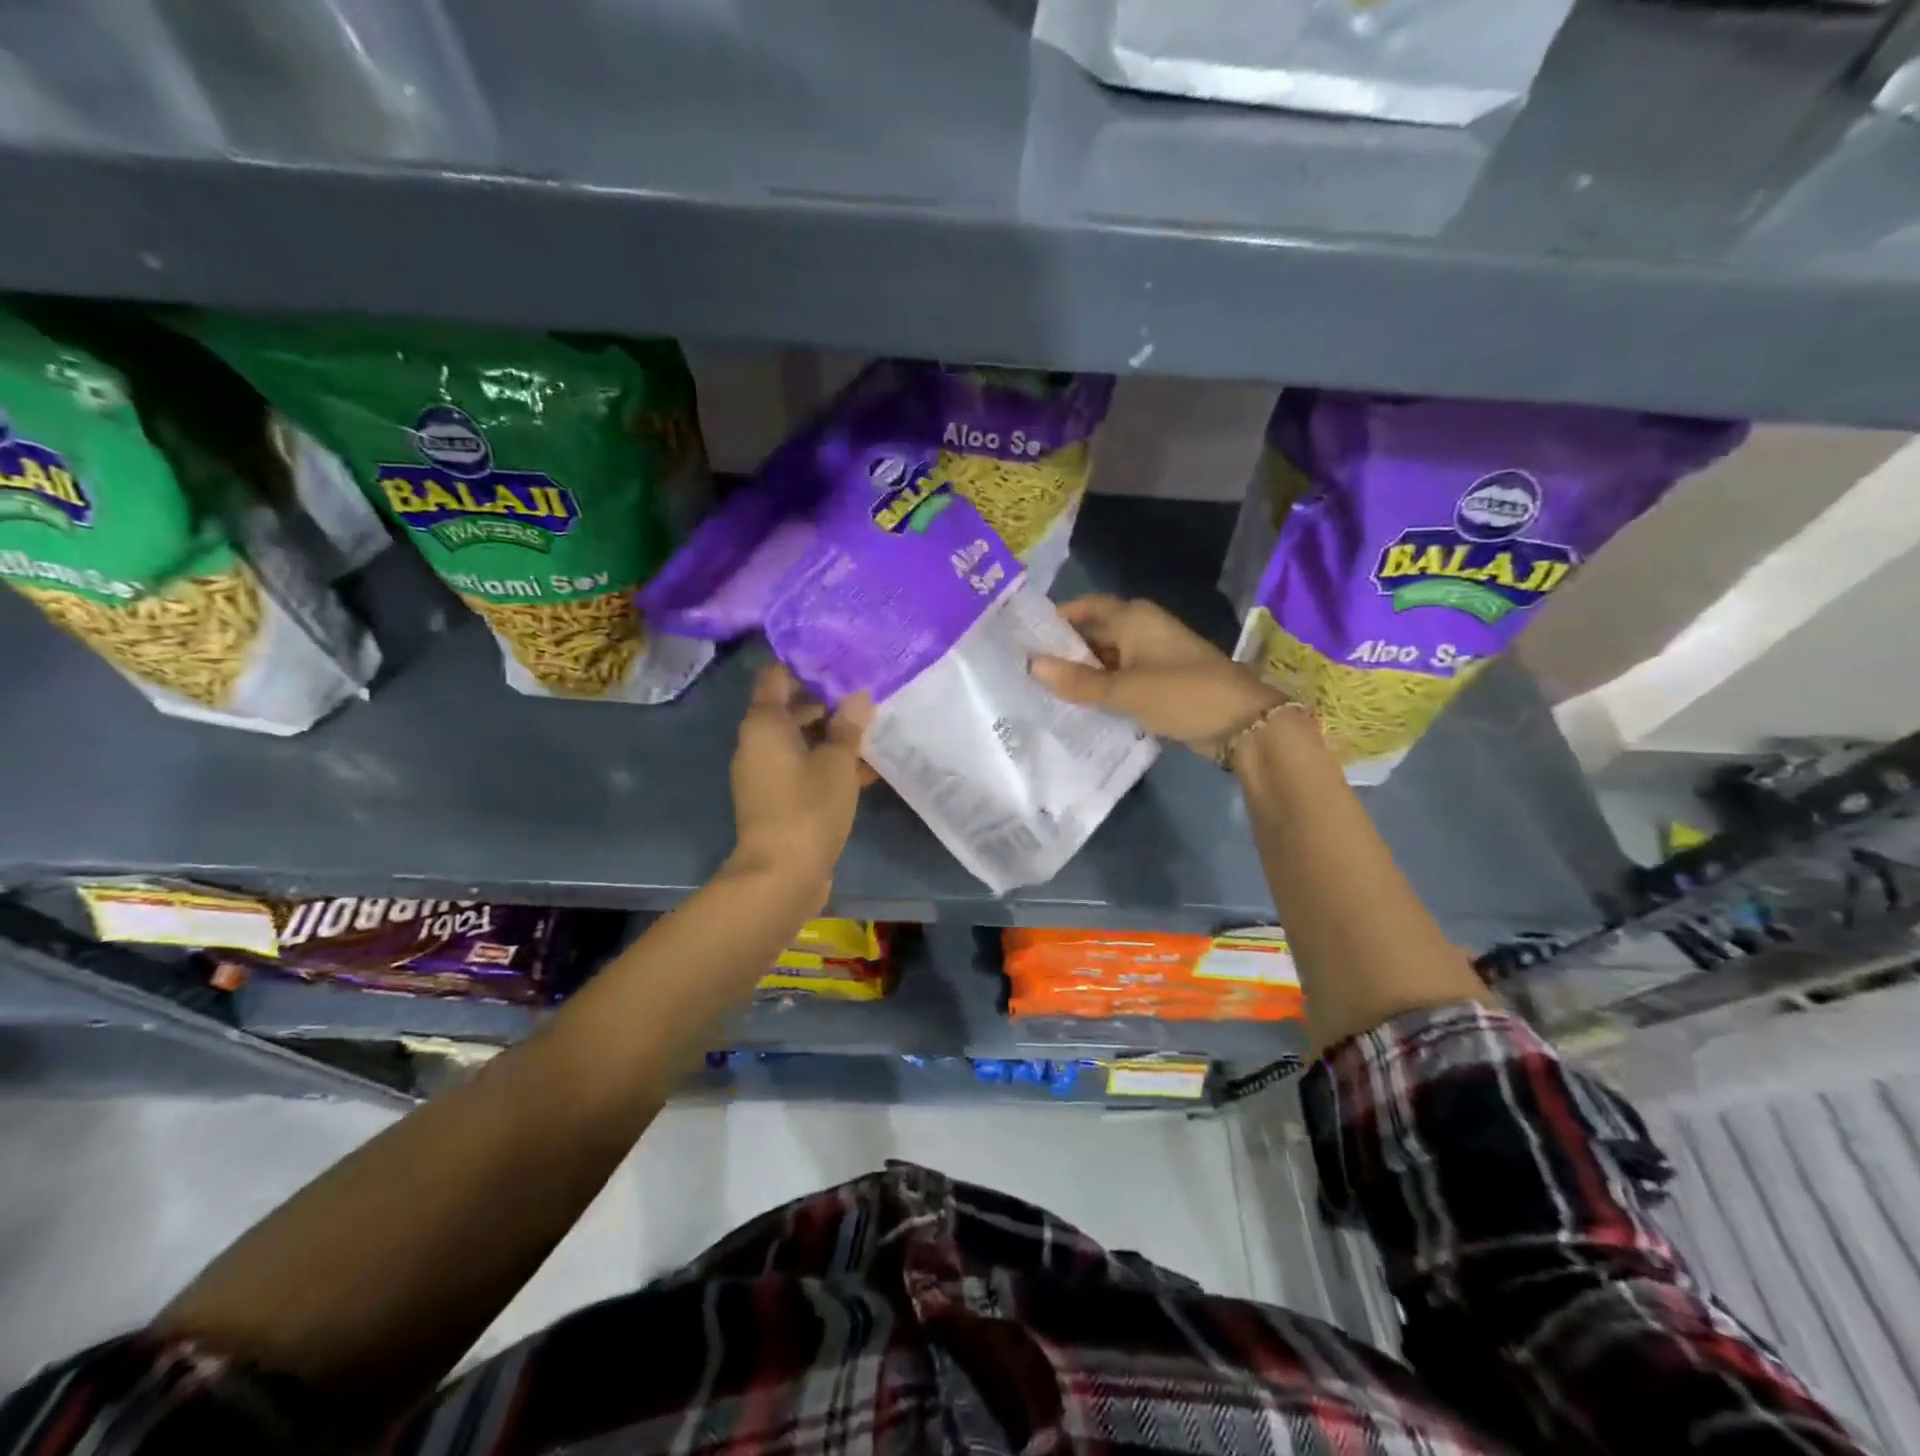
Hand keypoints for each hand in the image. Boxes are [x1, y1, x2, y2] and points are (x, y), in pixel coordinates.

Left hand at [726, 665, 871, 905]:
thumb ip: (848, 726)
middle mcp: (756, 743)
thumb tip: (858, 695)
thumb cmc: (808, 807)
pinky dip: (825, 763)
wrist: (781, 875)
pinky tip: (863, 768)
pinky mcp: (774, 799)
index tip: (837, 659)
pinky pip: (800, 768)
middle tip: (863, 695)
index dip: (804, 664)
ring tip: (870, 730)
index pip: (776, 676)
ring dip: (829, 736)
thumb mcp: (837, 762)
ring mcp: (763, 773)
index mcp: (764, 724)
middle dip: (825, 702)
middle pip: (788, 709)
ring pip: (798, 741)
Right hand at [1031, 595, 1284, 757]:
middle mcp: (1142, 630)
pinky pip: (1121, 679)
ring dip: (1082, 673)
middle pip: (1094, 634)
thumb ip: (1078, 681)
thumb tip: (1031, 665)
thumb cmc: (1183, 694)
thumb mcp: (1125, 690)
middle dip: (1064, 651)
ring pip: (1107, 659)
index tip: (1025, 637)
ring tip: (1043, 691)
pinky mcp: (1160, 683)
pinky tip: (1078, 707)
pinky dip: (1101, 689)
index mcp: (1134, 618)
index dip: (1057, 619)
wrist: (1244, 724)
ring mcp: (1153, 657)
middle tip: (1027, 670)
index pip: (1086, 607)